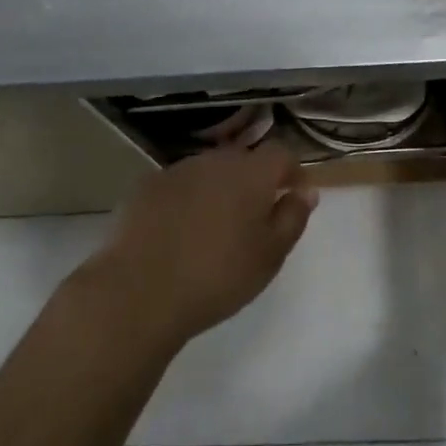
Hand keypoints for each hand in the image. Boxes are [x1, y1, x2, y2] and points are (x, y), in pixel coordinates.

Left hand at [85, 143, 317, 350]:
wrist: (139, 291)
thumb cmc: (217, 276)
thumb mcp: (270, 255)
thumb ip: (293, 217)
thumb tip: (305, 191)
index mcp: (250, 172)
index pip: (281, 154)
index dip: (292, 171)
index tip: (294, 196)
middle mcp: (214, 160)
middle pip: (243, 160)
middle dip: (254, 181)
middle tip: (254, 218)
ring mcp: (176, 170)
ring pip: (209, 171)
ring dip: (219, 189)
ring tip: (215, 228)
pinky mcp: (146, 186)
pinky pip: (179, 185)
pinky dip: (187, 200)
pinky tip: (179, 231)